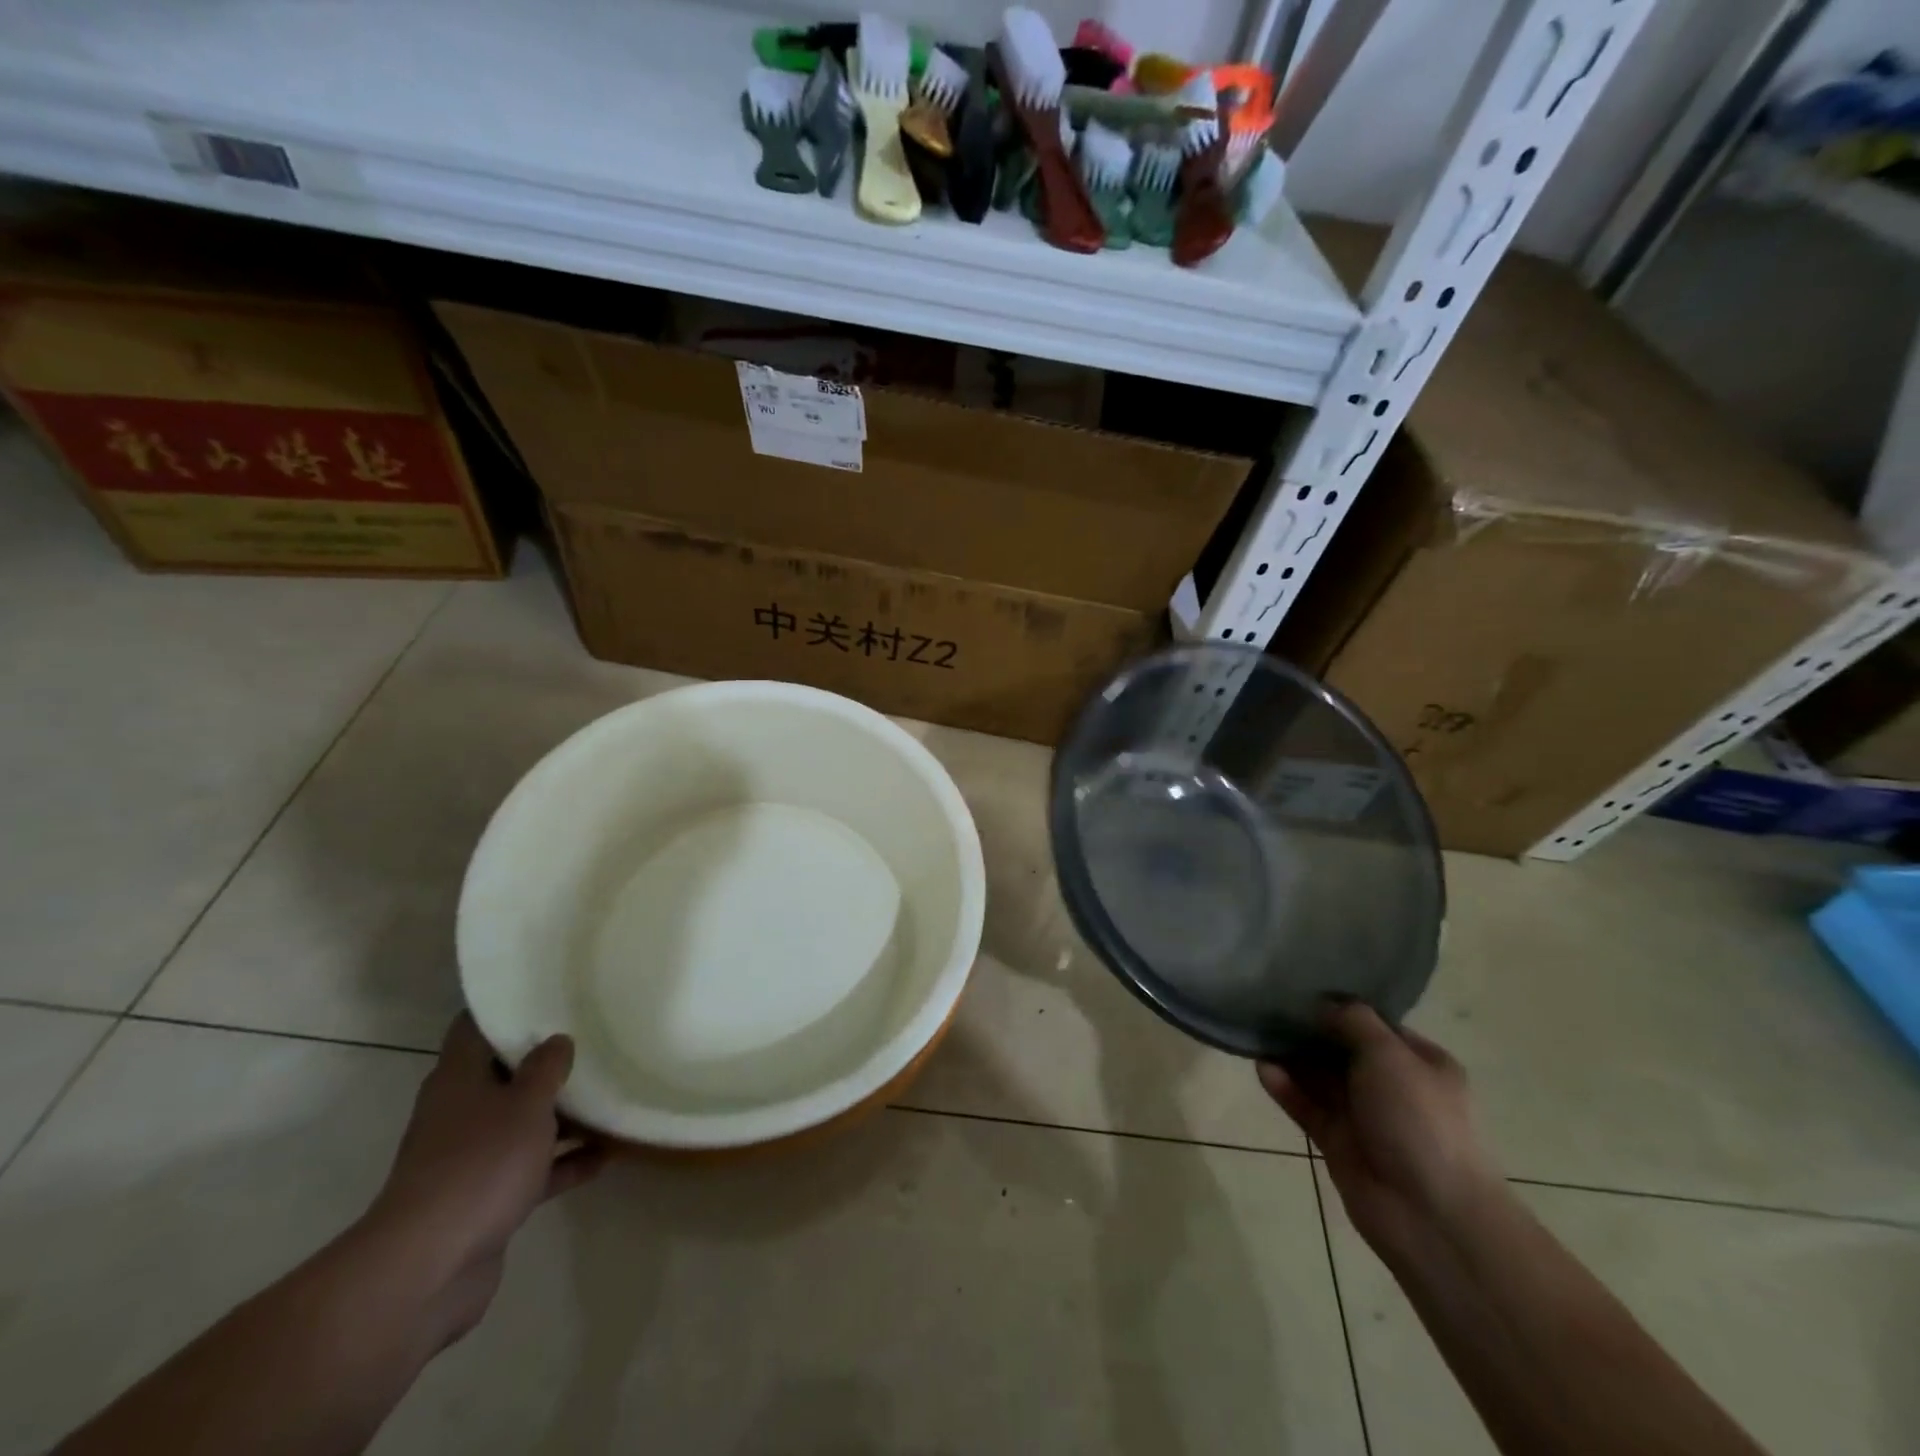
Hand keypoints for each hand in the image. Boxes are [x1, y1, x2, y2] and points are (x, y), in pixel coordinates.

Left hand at [365, 1015, 604, 1344]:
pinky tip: (606, 1154)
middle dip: (545, 1061)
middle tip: (593, 1037)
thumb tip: (557, 1040)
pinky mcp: (486, 1200)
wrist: (429, 1269)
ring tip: (609, 1094)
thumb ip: (547, 1068)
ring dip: (561, 1114)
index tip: (545, 991)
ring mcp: (471, 1159)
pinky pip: (533, 1169)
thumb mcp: (526, 1104)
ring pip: (522, 1124)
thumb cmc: (479, 1165)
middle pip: (504, 1075)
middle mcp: (460, 1113)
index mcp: (458, 1080)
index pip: (475, 1028)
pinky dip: (564, 1161)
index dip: (506, 1007)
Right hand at [1259, 1002, 1498, 1259]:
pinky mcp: (1338, 1142)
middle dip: (1309, 1030)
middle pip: (1342, 1049)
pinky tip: (1261, 1068)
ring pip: (1320, 1078)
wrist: (1429, 1214)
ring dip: (1291, 1058)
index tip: (1303, 987)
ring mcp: (1364, 1117)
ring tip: (1257, 1032)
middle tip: (1269, 1005)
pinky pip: (1306, 1107)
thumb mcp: (1390, 1054)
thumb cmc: (1419, 1120)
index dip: (1342, 1007)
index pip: (1376, 1025)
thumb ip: (1353, 1021)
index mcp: (1420, 1063)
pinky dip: (1285, 1088)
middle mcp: (1393, 1086)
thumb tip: (1323, 1005)